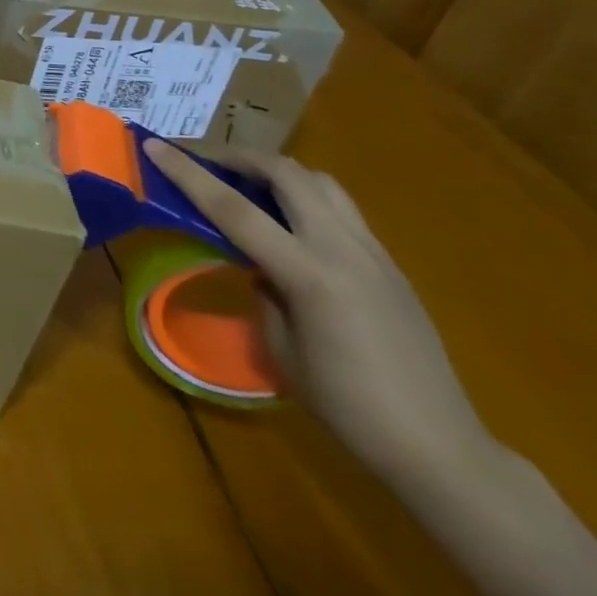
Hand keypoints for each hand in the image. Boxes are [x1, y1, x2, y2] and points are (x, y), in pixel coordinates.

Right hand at [142, 138, 493, 488]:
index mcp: (309, 275)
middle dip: (236, 156)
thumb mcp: (282, 348)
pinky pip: (340, 208)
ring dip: (275, 171)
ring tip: (246, 183)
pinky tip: (288, 223)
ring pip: (319, 180)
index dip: (188, 173)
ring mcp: (373, 252)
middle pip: (285, 173)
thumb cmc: (348, 408)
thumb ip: (264, 291)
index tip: (153, 145)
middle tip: (201, 160)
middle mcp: (342, 249)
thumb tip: (259, 266)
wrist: (442, 449)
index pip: (234, 208)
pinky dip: (303, 196)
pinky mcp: (389, 263)